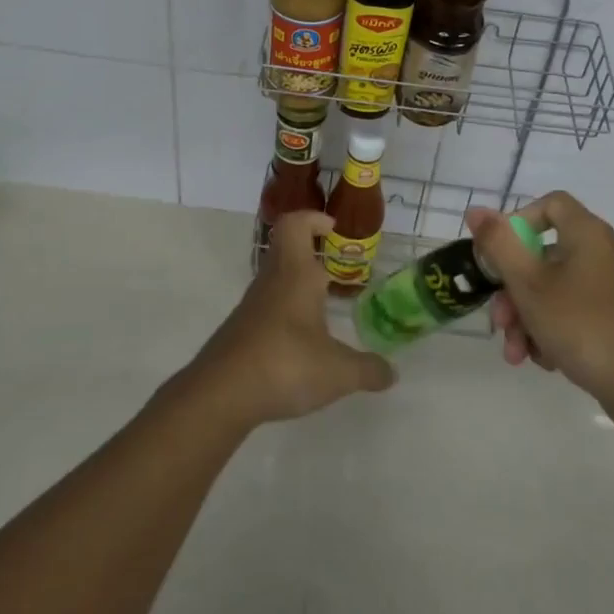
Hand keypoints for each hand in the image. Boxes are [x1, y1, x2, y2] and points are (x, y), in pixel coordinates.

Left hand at [185, 211, 395, 426]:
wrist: (220, 395)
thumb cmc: (285, 365)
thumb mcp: (338, 373)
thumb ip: (368, 370)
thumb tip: (392, 373)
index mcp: (295, 275)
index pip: (295, 225)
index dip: (313, 218)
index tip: (333, 228)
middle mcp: (272, 281)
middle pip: (286, 248)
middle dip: (312, 251)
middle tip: (338, 269)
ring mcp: (253, 306)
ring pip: (277, 279)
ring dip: (300, 284)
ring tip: (326, 308)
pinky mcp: (242, 330)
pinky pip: (268, 307)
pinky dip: (288, 313)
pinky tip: (303, 342)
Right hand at [470, 192, 613, 412]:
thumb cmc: (581, 325)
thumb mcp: (528, 283)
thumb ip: (499, 244)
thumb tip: (476, 210)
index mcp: (588, 234)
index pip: (550, 204)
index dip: (519, 222)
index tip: (499, 254)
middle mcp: (605, 252)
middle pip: (545, 255)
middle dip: (514, 290)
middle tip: (500, 322)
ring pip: (556, 289)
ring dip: (528, 317)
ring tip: (517, 353)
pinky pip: (576, 311)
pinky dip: (554, 329)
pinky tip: (544, 360)